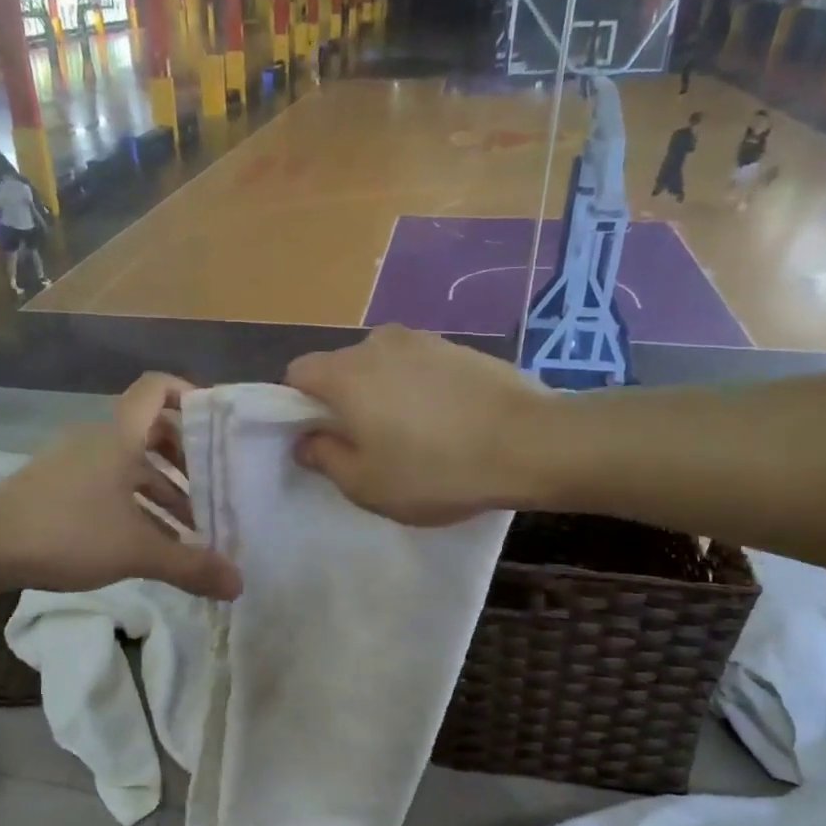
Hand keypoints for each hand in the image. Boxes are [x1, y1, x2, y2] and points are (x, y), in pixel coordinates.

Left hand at [0, 374, 241, 600]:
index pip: (157, 387)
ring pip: (131, 465)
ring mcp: (75, 462)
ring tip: (190, 528)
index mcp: (120, 436)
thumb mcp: (137, 550)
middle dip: (186, 459)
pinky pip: (109, 485)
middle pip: (152, 431)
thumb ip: (190, 565)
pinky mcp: (59, 486)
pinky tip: (150, 542)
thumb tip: (239, 585)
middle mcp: (99, 439)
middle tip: (215, 487)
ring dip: (163, 490)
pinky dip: (135, 505)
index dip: (190, 393)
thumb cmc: (68, 532)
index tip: (217, 424)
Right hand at [285, 326, 547, 525]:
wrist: (529, 443)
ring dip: (382, 393)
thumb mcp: (366, 485)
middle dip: (342, 401)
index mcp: (345, 374)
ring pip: (381, 365)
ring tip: (412, 434)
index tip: (320, 438)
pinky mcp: (458, 346)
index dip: (298, 406)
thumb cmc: (435, 470)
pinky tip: (445, 421)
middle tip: (366, 444)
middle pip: (340, 367)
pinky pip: (418, 366)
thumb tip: (306, 440)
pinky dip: (417, 388)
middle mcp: (377, 343)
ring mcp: (422, 340)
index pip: (297, 373)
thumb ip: (324, 458)